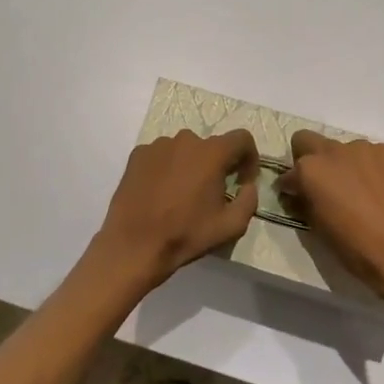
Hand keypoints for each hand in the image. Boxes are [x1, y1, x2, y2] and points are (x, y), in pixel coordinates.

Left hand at [92, 130, 259, 291]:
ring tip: (182, 195)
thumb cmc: (186, 234)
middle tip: (211, 193)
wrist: (134, 244)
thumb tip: (248, 185)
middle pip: (211, 146)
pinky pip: (161, 156)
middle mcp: (185, 140)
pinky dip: (167, 168)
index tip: (242, 180)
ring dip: (190, 166)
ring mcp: (158, 145)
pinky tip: (160, 193)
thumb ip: (249, 200)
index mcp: (211, 153)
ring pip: (184, 150)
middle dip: (217, 165)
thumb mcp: (231, 226)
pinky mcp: (137, 155)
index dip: (249, 157)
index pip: (242, 139)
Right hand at [275, 129, 383, 304]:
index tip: (295, 198)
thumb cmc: (355, 248)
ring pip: (340, 148)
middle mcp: (332, 151)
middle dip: (306, 158)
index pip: (287, 174)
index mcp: (309, 171)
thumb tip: (297, 195)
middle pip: (306, 141)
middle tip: (320, 185)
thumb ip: (303, 203)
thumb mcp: (318, 229)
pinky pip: (368, 154)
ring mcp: (362, 149)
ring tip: (356, 191)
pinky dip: (366, 167)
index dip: (290, 187)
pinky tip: (377, 189)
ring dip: (340, 164)